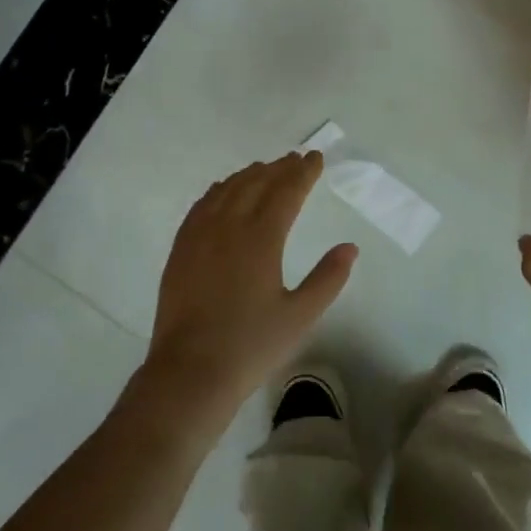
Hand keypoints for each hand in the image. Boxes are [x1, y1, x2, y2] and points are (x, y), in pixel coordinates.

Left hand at [142, 151, 357, 429]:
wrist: (191, 372)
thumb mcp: (300, 316)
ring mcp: (199, 236)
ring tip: (264, 169)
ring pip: (226, 191)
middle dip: (278, 168)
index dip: (302, 173)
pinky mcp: (180, 250)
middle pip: (255, 184)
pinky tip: (223, 192)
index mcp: (261, 238)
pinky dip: (218, 191)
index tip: (315, 158)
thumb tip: (349, 247)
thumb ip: (328, 278)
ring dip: (248, 176)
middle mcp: (228, 227)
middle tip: (295, 160)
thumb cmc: (251, 346)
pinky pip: (201, 206)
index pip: (286, 192)